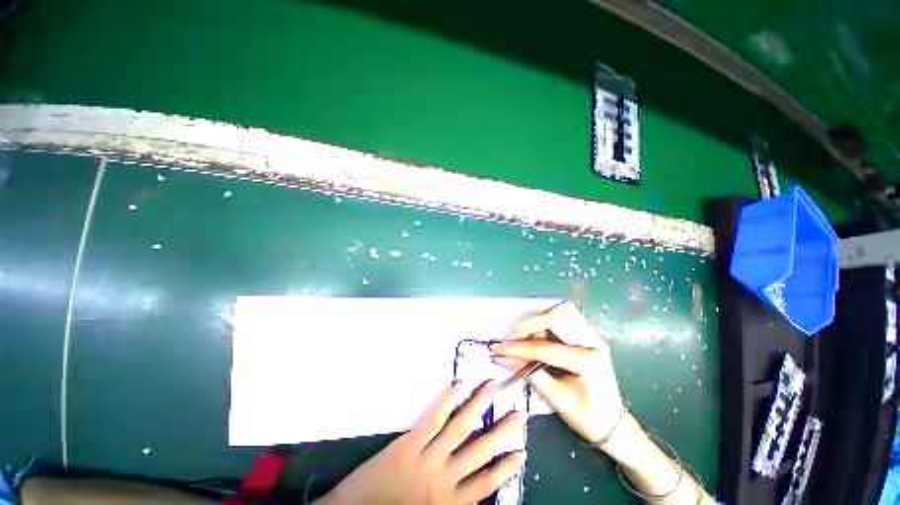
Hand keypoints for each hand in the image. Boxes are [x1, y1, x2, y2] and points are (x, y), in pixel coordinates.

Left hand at [318, 381, 526, 504]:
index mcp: (449, 504)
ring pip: (461, 428)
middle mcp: (444, 480)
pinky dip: (448, 400)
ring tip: (492, 388)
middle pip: (480, 450)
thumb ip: (453, 503)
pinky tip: (459, 385)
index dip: (506, 468)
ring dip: (479, 406)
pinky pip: (434, 418)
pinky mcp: (410, 442)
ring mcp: (428, 458)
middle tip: (519, 412)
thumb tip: (474, 484)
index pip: (486, 484)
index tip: (522, 452)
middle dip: (502, 431)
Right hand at [490, 301, 624, 445]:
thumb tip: (503, 358)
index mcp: (589, 362)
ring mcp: (592, 336)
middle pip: (558, 315)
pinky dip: (545, 324)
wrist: (613, 423)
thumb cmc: (588, 418)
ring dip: (538, 321)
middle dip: (531, 324)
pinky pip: (562, 319)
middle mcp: (593, 342)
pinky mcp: (587, 335)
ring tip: (526, 339)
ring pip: (561, 312)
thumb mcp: (557, 400)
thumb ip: (529, 374)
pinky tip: (537, 339)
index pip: (545, 348)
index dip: (518, 348)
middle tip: (515, 339)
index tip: (498, 349)